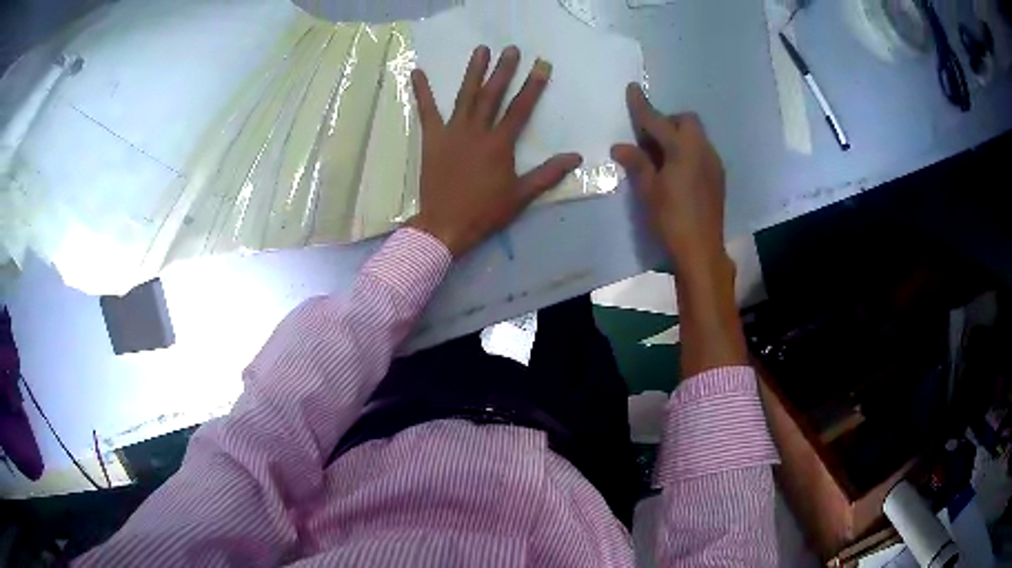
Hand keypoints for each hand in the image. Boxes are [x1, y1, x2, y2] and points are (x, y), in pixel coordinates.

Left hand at [408, 45, 582, 257]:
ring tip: (481, 50)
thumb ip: (548, 174)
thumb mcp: (521, 196)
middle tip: (512, 49)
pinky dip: (421, 91)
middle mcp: (477, 131)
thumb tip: (576, 157)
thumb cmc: (485, 211)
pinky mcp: (432, 138)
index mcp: (500, 143)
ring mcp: (452, 132)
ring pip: (465, 96)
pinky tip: (417, 72)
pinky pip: (426, 111)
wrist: (446, 224)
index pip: (520, 108)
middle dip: (504, 70)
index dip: (533, 86)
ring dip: (473, 71)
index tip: (542, 65)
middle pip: (493, 94)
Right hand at [611, 84, 726, 274]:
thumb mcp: (649, 191)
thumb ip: (637, 163)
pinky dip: (688, 151)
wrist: (702, 250)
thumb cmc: (672, 220)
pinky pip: (702, 151)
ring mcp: (714, 163)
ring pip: (696, 135)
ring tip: (662, 157)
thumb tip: (620, 146)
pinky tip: (677, 172)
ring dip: (678, 136)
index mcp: (683, 150)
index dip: (642, 105)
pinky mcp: (718, 177)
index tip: (633, 88)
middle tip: (650, 140)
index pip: (658, 121)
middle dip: (668, 121)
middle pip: (686, 121)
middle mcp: (702, 150)